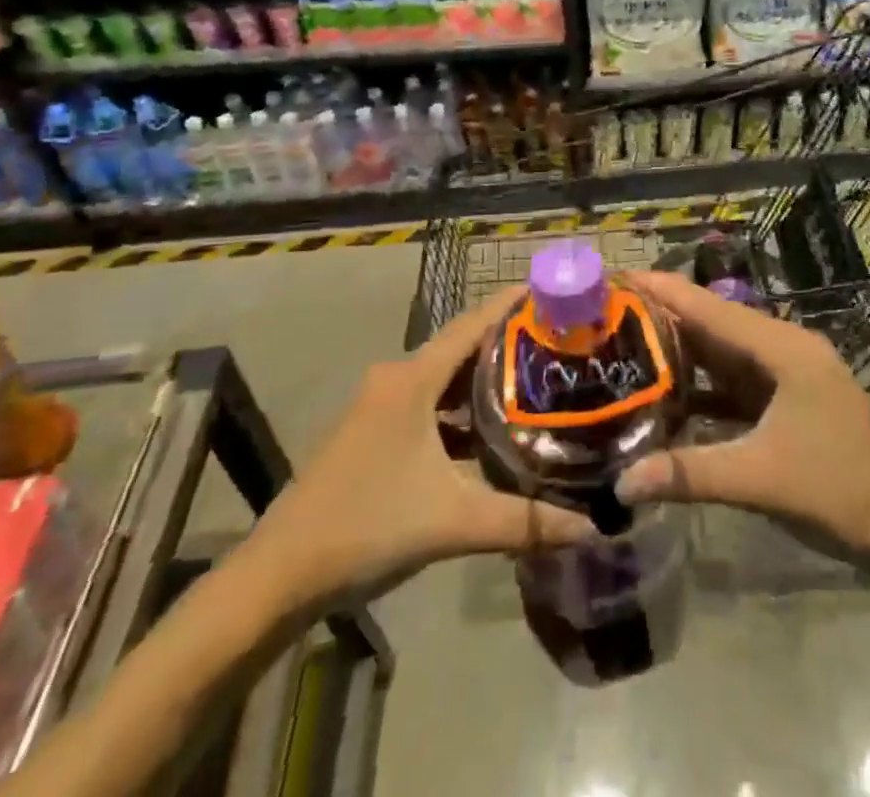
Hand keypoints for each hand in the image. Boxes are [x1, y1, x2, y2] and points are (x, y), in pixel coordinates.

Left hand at [248, 288, 593, 614]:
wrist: (277, 577)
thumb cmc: (365, 528)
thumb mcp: (452, 522)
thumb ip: (524, 521)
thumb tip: (592, 525)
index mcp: (412, 380)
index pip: (473, 323)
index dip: (513, 302)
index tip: (556, 291)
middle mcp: (396, 380)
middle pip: (463, 347)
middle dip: (509, 342)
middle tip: (561, 342)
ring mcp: (381, 407)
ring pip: (445, 379)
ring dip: (485, 380)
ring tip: (537, 383)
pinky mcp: (374, 433)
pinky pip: (430, 405)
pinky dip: (462, 411)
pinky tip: (492, 434)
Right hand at [612, 270, 869, 557]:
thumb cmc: (837, 490)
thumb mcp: (759, 479)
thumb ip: (688, 475)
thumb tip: (620, 484)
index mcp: (783, 348)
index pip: (711, 309)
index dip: (664, 290)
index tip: (618, 274)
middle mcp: (782, 348)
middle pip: (713, 325)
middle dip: (663, 316)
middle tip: (607, 312)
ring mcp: (784, 374)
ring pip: (721, 352)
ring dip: (678, 349)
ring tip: (624, 343)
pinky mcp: (782, 400)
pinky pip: (731, 381)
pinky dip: (699, 384)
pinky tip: (663, 393)